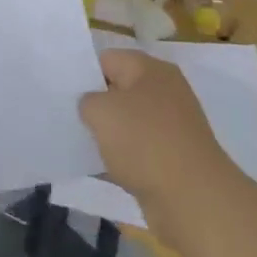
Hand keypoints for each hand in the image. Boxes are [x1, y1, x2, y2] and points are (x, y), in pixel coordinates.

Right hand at [80, 50, 227, 230]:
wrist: (192, 198)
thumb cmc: (144, 142)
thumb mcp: (100, 111)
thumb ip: (86, 100)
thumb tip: (94, 107)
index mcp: (150, 69)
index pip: (107, 58)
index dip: (84, 73)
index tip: (64, 94)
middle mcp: (165, 91)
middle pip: (120, 89)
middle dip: (96, 104)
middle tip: (70, 118)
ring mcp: (173, 125)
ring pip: (129, 121)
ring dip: (109, 133)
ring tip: (84, 144)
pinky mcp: (175, 156)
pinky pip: (140, 149)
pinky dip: (124, 157)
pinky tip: (104, 168)